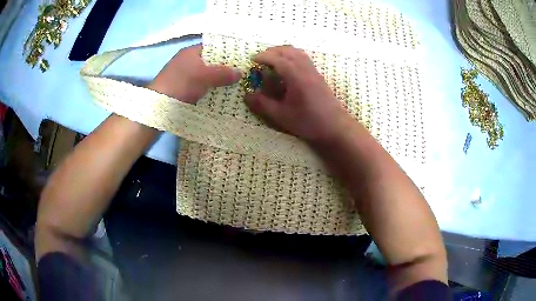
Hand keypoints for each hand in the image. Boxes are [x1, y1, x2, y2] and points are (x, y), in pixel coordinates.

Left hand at [149, 44, 241, 103]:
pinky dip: (210, 89)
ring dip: (218, 81)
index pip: (213, 47)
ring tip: (236, 85)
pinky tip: (222, 95)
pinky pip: (201, 86)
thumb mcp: (204, 76)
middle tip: (242, 74)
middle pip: (211, 62)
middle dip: (225, 68)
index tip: (241, 59)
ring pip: (207, 75)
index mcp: (191, 52)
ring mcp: (185, 76)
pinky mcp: (183, 89)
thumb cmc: (181, 84)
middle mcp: (188, 62)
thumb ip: (223, 73)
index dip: (227, 52)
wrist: (158, 107)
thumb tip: (241, 72)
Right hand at [244, 45, 352, 142]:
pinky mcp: (318, 75)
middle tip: (260, 59)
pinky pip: (303, 57)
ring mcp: (313, 70)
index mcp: (296, 76)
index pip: (278, 59)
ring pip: (297, 52)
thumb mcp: (282, 116)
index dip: (264, 57)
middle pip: (288, 51)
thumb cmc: (308, 122)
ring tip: (272, 61)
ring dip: (283, 52)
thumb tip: (246, 96)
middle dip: (272, 51)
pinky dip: (292, 56)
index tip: (252, 60)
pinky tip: (287, 68)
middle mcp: (305, 69)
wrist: (335, 126)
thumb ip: (263, 104)